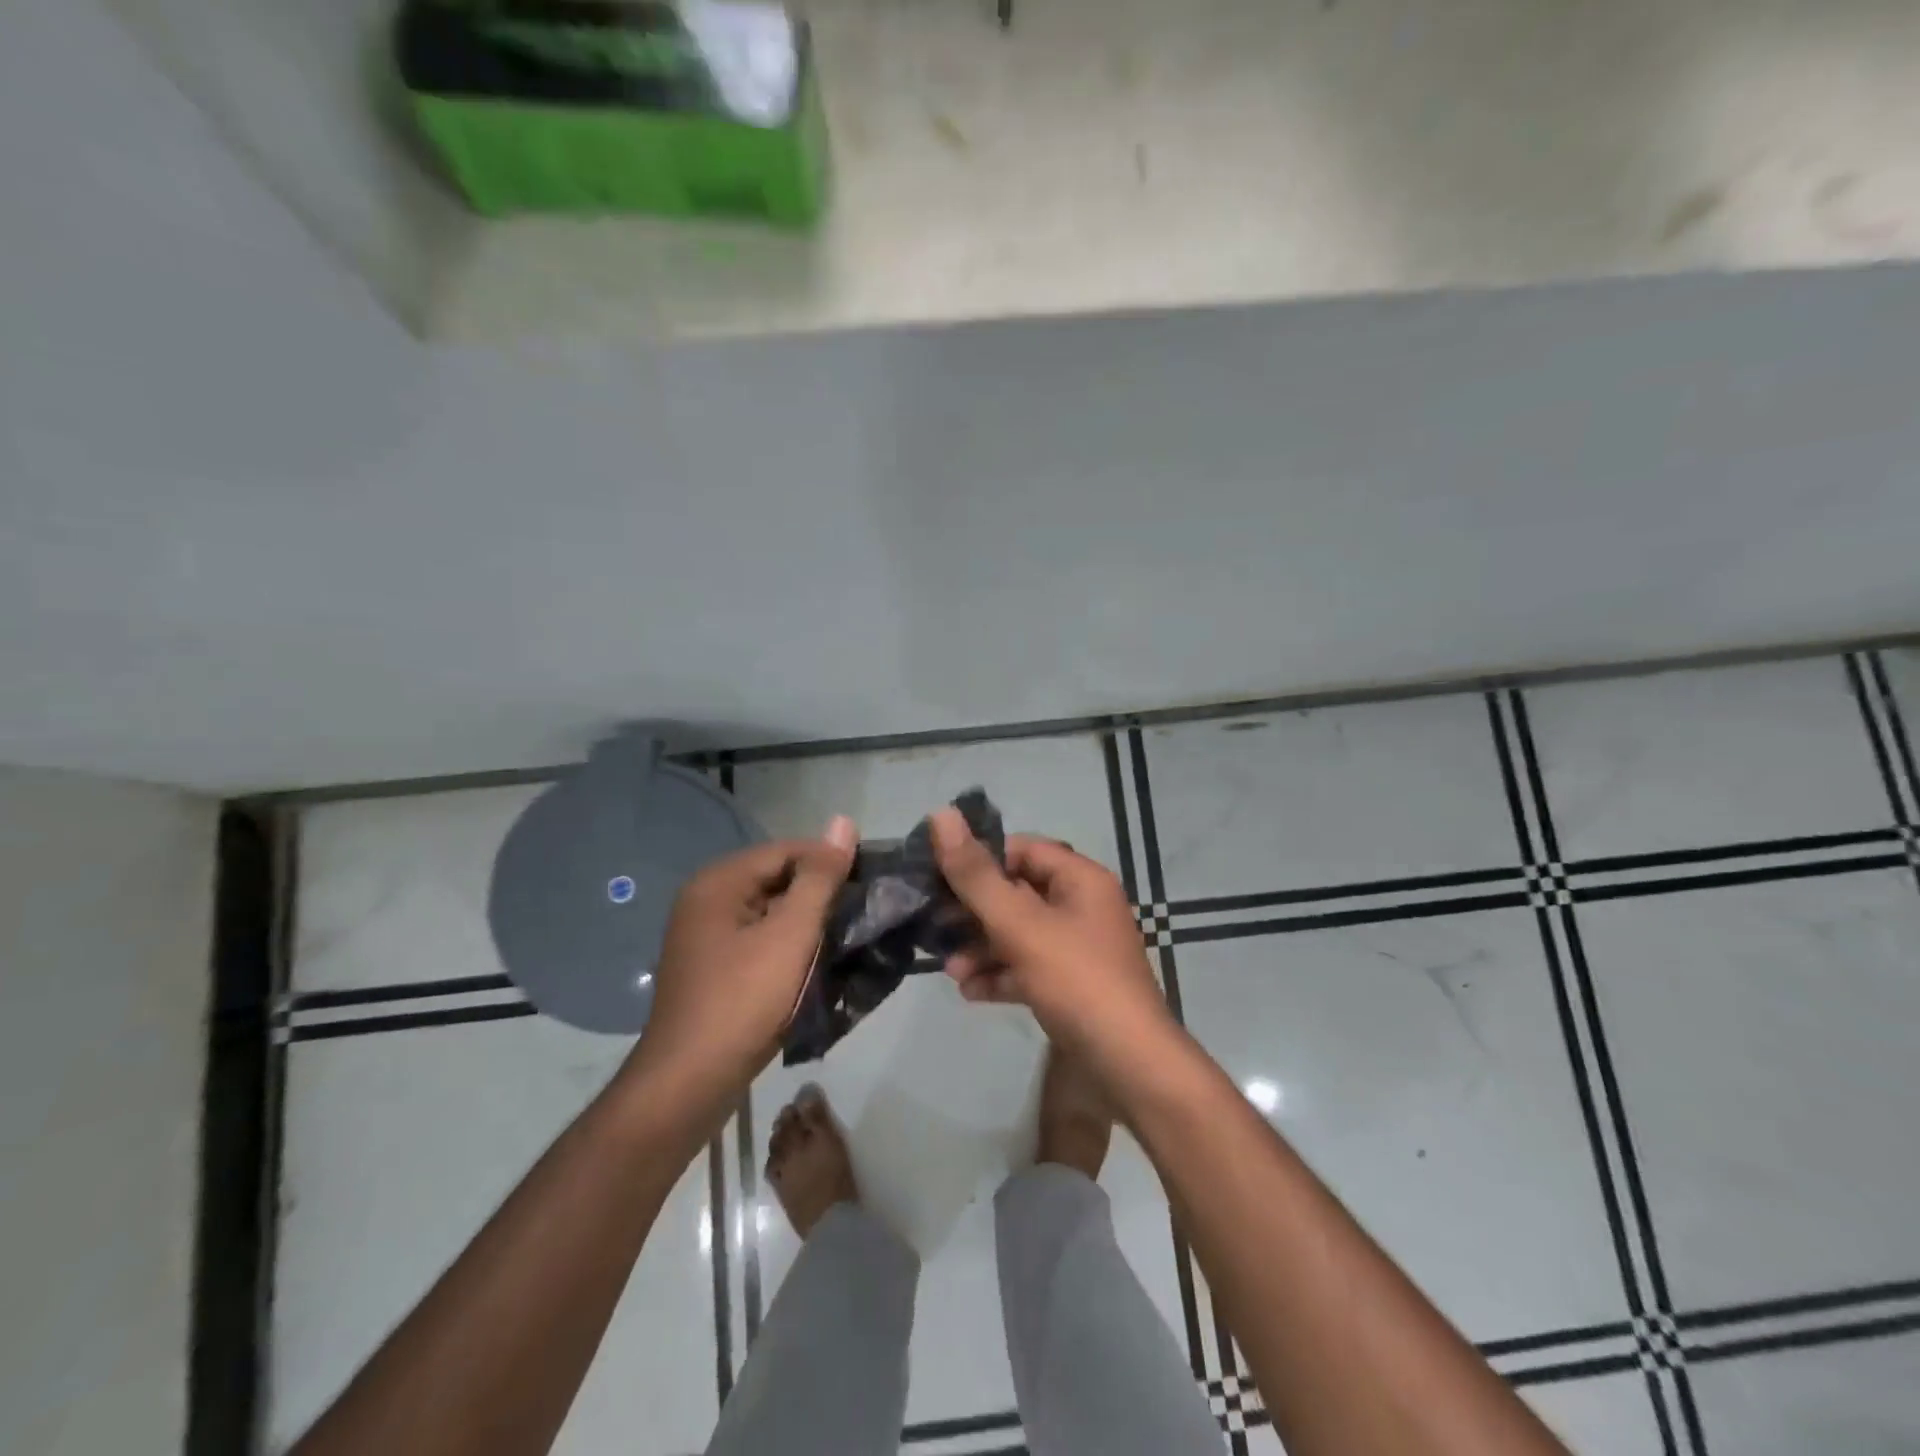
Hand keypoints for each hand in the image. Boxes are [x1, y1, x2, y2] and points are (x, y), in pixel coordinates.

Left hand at [632, 818, 857, 1105]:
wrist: (689, 1082)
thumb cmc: (742, 1000)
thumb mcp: (790, 934)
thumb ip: (819, 878)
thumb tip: (844, 822)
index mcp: (719, 882)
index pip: (787, 850)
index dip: (830, 861)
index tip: (870, 881)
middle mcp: (706, 899)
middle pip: (777, 879)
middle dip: (819, 894)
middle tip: (862, 913)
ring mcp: (705, 936)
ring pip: (770, 912)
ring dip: (806, 922)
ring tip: (845, 936)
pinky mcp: (712, 967)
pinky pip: (759, 939)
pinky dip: (788, 946)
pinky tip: (814, 962)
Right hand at [929, 809, 1173, 1056]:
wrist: (1130, 1067)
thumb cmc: (1077, 980)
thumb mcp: (1020, 924)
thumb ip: (976, 875)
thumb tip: (940, 814)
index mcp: (1081, 880)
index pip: (1023, 850)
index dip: (981, 859)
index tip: (940, 877)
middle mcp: (1083, 908)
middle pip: (1018, 894)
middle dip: (974, 912)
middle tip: (934, 926)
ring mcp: (1079, 950)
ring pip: (1020, 935)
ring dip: (982, 948)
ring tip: (950, 971)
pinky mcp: (1073, 987)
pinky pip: (1029, 969)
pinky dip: (1001, 975)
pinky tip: (970, 992)